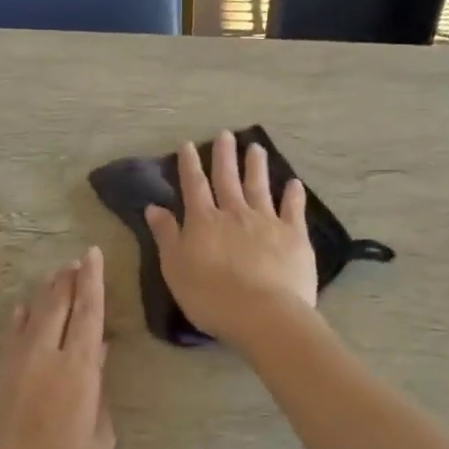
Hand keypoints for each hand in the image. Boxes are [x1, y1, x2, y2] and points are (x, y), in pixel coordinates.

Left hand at [0, 248, 115, 448]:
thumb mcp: (98, 443)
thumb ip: (99, 393)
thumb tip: (98, 354)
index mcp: (77, 374)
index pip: (88, 314)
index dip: (93, 281)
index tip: (94, 254)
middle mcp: (43, 360)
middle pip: (56, 307)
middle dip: (69, 280)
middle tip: (78, 260)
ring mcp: (13, 370)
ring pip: (31, 318)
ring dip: (45, 294)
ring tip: (57, 276)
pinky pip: (9, 340)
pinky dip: (18, 321)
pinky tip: (21, 312)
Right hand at [145, 131, 318, 349]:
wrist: (262, 313)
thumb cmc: (210, 297)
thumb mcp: (175, 268)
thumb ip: (166, 236)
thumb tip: (154, 207)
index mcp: (204, 222)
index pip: (194, 187)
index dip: (190, 165)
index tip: (188, 145)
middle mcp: (235, 213)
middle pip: (228, 179)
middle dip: (225, 156)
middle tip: (226, 135)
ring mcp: (267, 221)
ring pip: (260, 187)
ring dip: (256, 166)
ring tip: (256, 147)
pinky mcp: (293, 235)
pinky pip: (293, 209)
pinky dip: (293, 195)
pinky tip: (294, 183)